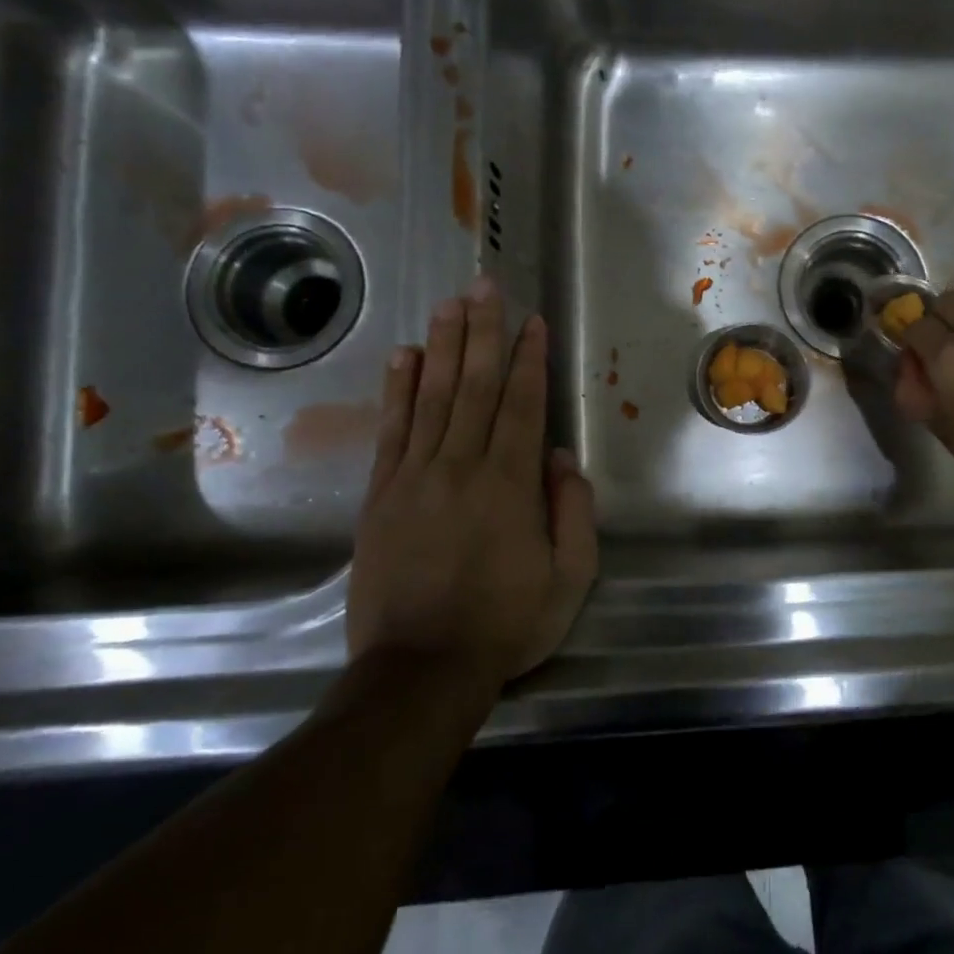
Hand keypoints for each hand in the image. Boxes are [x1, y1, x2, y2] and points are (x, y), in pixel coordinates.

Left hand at [346, 278, 596, 687]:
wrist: (420, 667)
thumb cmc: (506, 623)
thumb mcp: (569, 577)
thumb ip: (572, 511)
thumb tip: (560, 457)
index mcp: (510, 483)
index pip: (522, 404)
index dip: (528, 359)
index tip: (532, 321)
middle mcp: (461, 465)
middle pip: (475, 386)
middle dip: (484, 332)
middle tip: (485, 286)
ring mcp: (414, 477)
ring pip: (433, 396)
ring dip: (444, 346)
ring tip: (451, 304)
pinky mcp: (381, 495)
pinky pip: (392, 429)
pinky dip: (399, 389)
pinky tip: (405, 357)